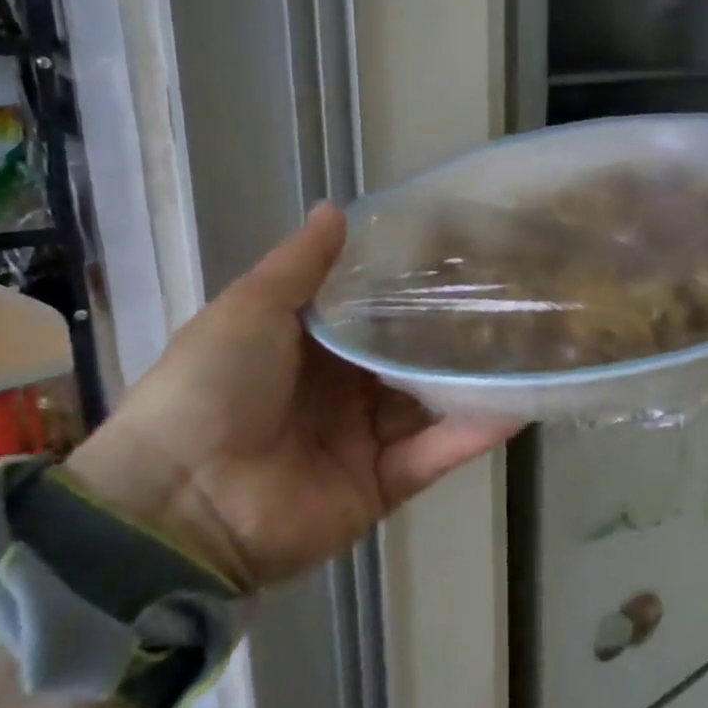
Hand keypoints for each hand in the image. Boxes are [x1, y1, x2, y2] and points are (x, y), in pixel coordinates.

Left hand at [66, 205, 516, 590]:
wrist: (180, 499)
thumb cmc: (212, 386)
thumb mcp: (251, 309)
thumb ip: (300, 264)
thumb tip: (337, 207)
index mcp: (308, 351)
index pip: (373, 316)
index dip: (411, 292)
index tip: (460, 260)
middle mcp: (341, 393)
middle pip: (407, 361)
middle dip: (450, 338)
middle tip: (510, 303)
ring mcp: (364, 442)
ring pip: (429, 406)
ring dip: (471, 383)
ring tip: (528, 348)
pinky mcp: (381, 485)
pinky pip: (433, 455)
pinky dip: (472, 434)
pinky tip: (518, 404)